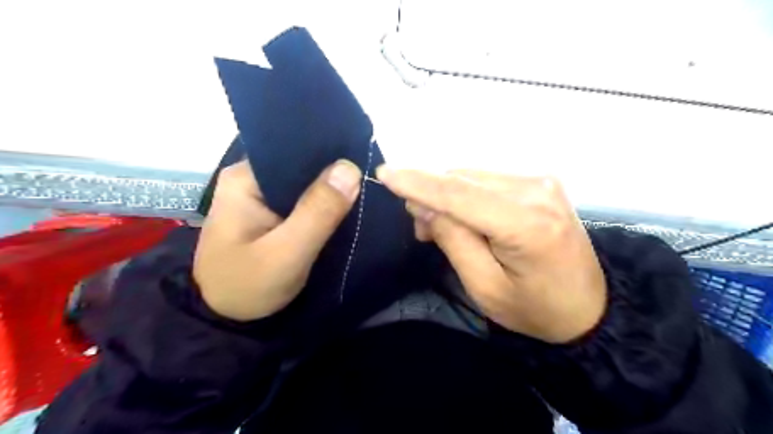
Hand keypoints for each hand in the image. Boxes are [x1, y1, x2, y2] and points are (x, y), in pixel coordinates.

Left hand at [193, 159, 361, 321]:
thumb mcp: (286, 253)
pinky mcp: (270, 213)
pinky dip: (323, 205)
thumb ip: (318, 212)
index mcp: (245, 178)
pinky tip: (344, 207)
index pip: (295, 151)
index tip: (362, 161)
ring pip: (305, 184)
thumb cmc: (248, 286)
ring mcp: (260, 196)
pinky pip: (303, 201)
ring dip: (330, 191)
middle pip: (301, 166)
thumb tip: (350, 168)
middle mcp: (251, 179)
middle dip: (333, 174)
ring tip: (362, 191)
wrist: (225, 319)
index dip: (330, 155)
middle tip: (368, 181)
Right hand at [378, 167, 605, 341]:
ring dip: (446, 195)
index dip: (418, 182)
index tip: (383, 173)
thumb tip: (423, 203)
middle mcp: (536, 190)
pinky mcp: (539, 182)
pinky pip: (486, 179)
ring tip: (439, 227)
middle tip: (419, 228)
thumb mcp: (485, 287)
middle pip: (462, 179)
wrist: (589, 306)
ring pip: (471, 176)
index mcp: (526, 224)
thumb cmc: (535, 308)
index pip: (459, 193)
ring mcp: (540, 181)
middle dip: (430, 195)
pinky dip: (465, 194)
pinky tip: (464, 216)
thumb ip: (453, 240)